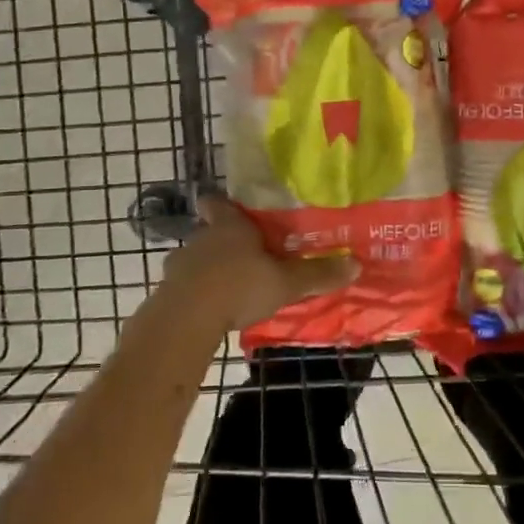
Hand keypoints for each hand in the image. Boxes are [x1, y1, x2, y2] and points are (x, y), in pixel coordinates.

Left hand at [159, 195, 358, 332]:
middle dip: (224, 243)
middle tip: (245, 256)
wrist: (186, 319)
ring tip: (229, 287)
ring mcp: (180, 265)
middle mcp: (201, 238)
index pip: (218, 204)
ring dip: (209, 270)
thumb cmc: (240, 286)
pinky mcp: (167, 292)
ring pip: (196, 260)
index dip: (223, 206)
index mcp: (230, 226)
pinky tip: (211, 311)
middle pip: (209, 232)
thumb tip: (356, 264)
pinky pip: (185, 287)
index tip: (231, 210)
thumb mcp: (286, 282)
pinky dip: (196, 295)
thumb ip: (317, 274)